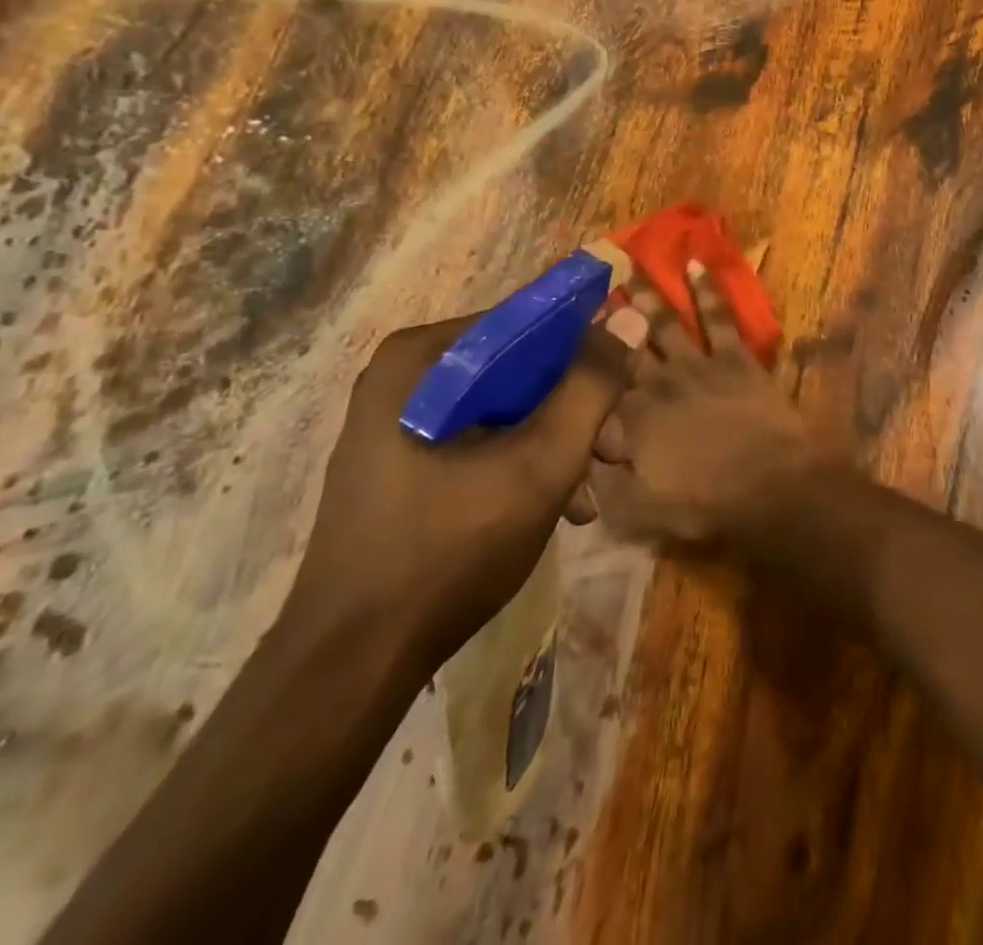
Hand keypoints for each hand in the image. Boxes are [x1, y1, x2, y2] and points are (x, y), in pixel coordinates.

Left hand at [282, 310, 640, 672]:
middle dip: (576, 410)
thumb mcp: (543, 463)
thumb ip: (592, 386)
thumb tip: (630, 320)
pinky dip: (522, 463)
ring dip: (557, 442)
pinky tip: (556, 508)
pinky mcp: (400, 460)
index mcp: (423, 358)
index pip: (529, 324)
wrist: (352, 662)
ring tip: (590, 494)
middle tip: (616, 452)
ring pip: (505, 407)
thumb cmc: (450, 549)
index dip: (588, 351)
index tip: (627, 391)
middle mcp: (404, 376)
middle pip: (519, 369)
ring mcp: (397, 420)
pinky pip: (480, 438)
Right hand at [591, 265, 835, 544]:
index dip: (581, 365)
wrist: (770, 483)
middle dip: (606, 319)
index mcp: (631, 419)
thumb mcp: (639, 509)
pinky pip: (718, 317)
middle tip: (589, 287)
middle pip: (625, 346)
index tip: (562, 338)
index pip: (597, 390)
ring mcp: (697, 364)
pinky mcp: (734, 357)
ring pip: (665, 323)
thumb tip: (583, 451)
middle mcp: (658, 383)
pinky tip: (696, 264)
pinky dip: (707, 290)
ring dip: (647, 295)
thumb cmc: (706, 501)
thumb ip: (604, 480)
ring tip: (631, 266)